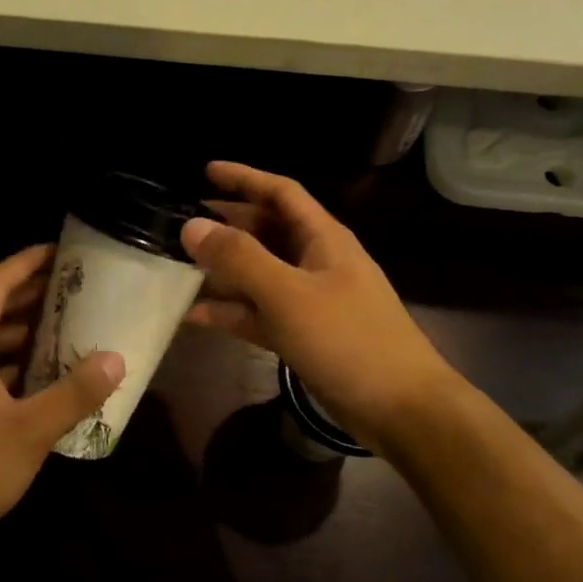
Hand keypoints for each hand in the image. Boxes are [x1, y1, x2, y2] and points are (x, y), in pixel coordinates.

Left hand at [0, 244, 123, 563]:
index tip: (60, 250)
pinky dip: (11, 364)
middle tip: (74, 286)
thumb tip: (116, 359)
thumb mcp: (28, 432)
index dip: (26, 262)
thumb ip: (74, 394)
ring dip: (22, 333)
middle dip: (30, 295)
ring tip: (66, 326)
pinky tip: (42, 378)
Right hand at [181, 161, 461, 446]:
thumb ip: (239, 258)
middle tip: (184, 221)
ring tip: (181, 265)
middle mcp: (316, 261)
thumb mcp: (288, 294)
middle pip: (267, 231)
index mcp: (322, 238)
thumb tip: (192, 225)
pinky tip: (195, 317)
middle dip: (228, 223)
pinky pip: (260, 313)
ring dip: (224, 269)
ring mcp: (311, 300)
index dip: (244, 178)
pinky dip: (232, 312)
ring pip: (260, 273)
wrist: (401, 410)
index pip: (280, 192)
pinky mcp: (305, 335)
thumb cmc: (348, 340)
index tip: (204, 171)